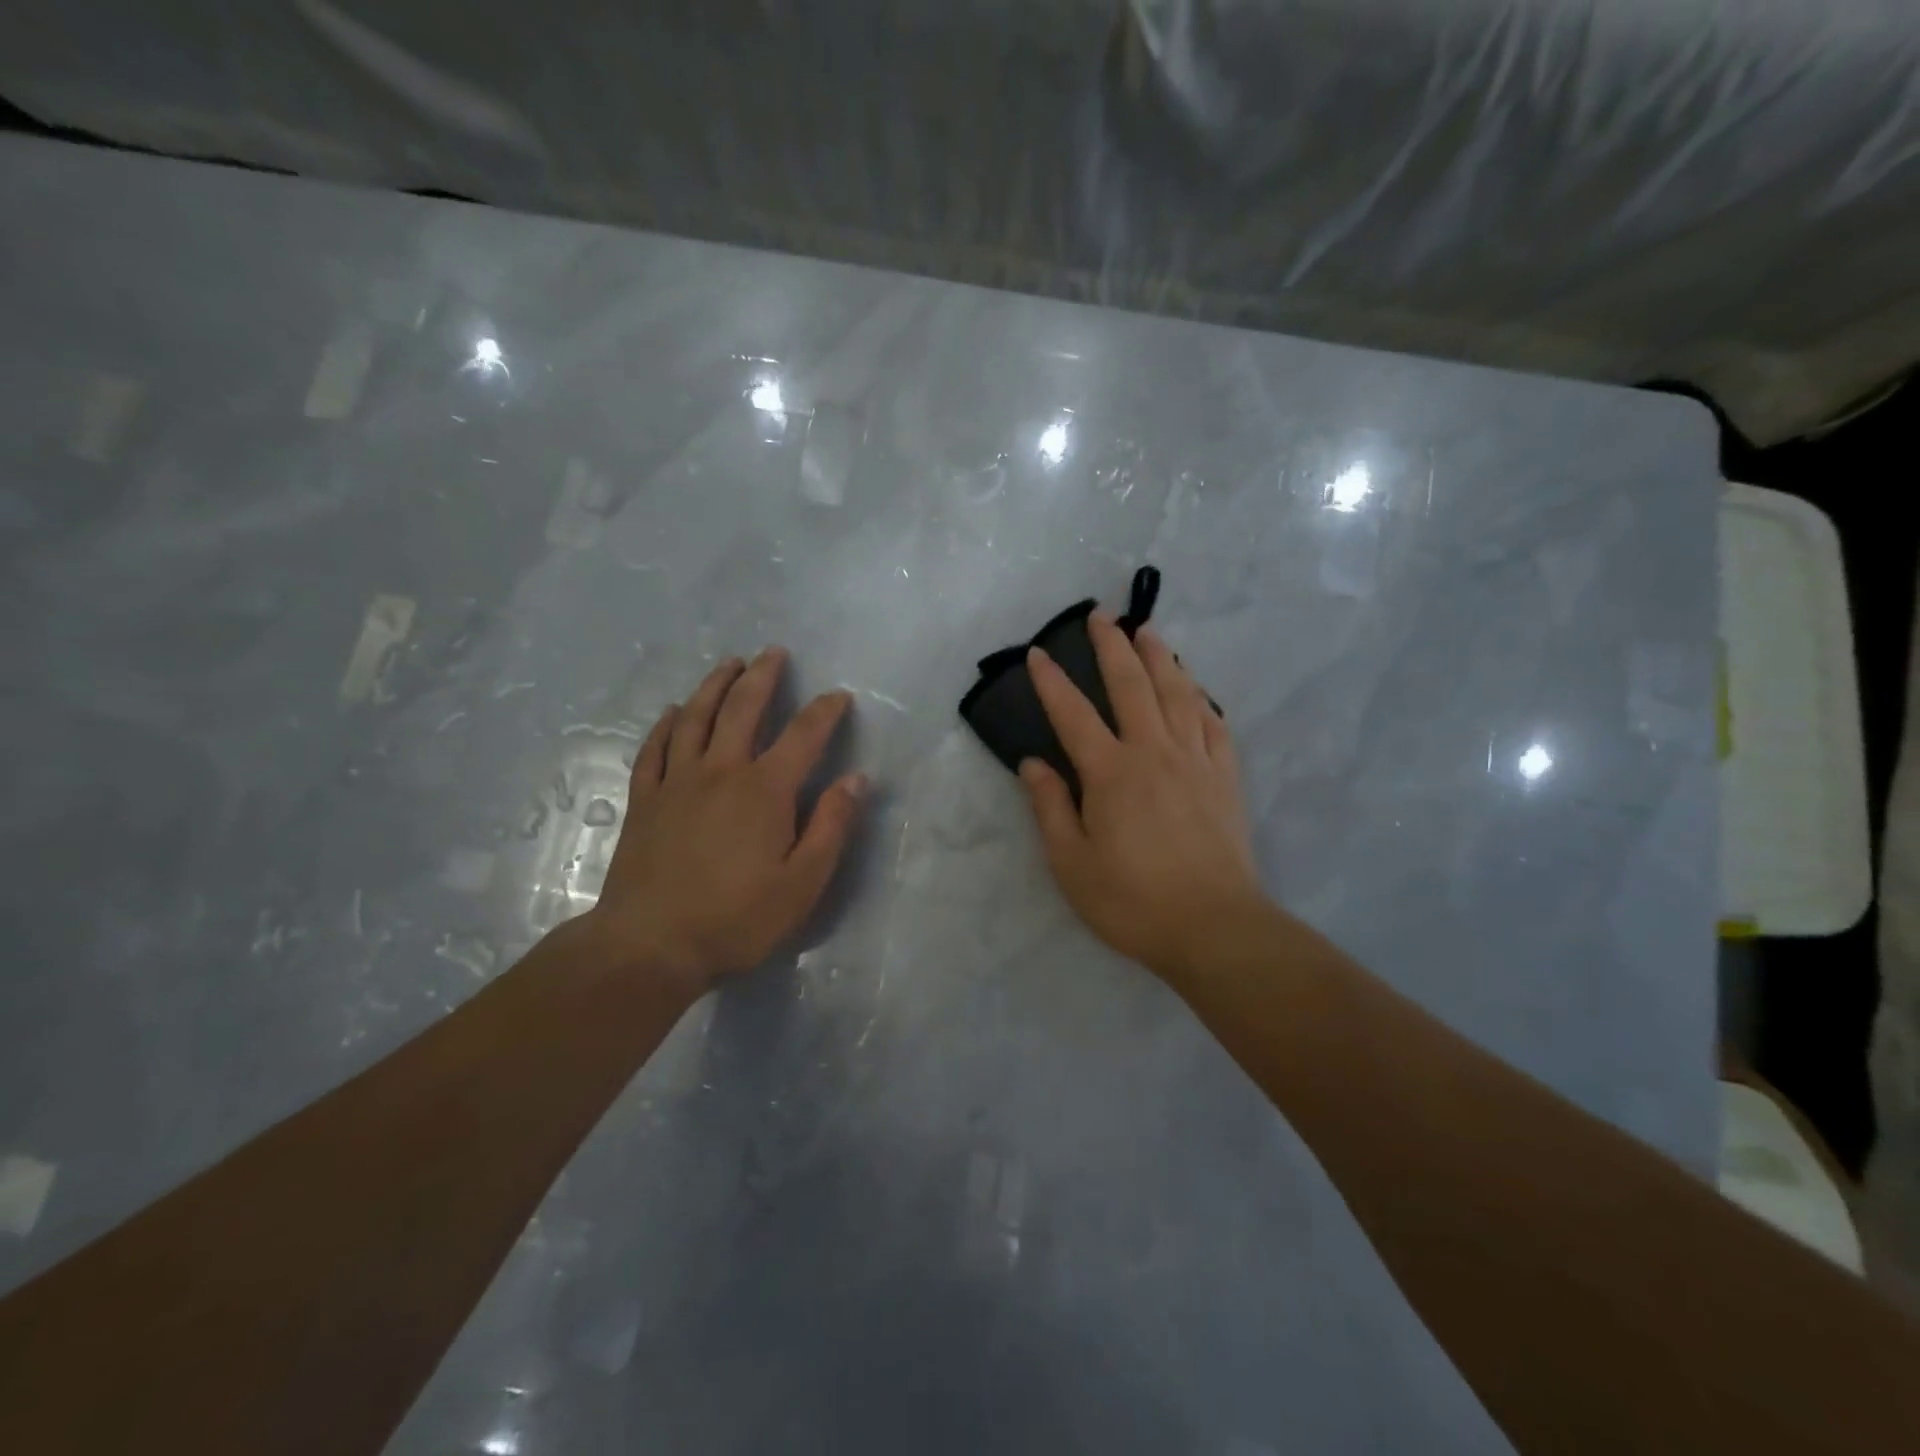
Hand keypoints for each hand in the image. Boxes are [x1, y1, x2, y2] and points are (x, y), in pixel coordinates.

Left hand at [581, 648, 866, 991]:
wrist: (650, 945)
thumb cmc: (736, 919)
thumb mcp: (802, 883)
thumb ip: (831, 826)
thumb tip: (857, 779)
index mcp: (765, 790)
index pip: (803, 736)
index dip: (825, 712)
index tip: (839, 697)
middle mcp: (721, 771)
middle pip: (742, 709)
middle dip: (762, 677)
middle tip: (774, 653)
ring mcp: (676, 782)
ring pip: (696, 718)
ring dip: (715, 686)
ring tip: (729, 664)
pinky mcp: (645, 801)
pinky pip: (654, 750)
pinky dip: (666, 725)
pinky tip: (674, 712)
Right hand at [1021, 613, 1262, 979]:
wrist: (1213, 927)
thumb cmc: (1132, 900)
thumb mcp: (1071, 863)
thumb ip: (1051, 807)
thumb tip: (1033, 764)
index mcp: (1110, 773)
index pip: (1073, 714)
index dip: (1052, 682)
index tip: (1037, 653)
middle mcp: (1153, 752)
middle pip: (1132, 686)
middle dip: (1112, 646)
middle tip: (1101, 615)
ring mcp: (1195, 761)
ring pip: (1177, 694)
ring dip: (1160, 657)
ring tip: (1148, 631)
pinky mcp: (1225, 778)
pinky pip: (1214, 724)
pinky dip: (1201, 699)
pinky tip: (1195, 689)